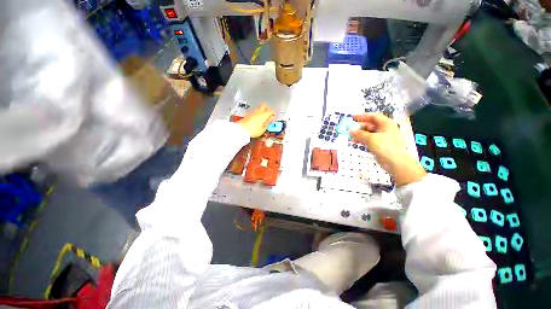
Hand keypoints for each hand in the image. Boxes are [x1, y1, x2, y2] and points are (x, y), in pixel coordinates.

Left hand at [237, 103, 275, 137]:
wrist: (241, 130)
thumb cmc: (253, 131)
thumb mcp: (262, 129)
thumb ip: (267, 123)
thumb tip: (270, 120)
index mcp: (263, 115)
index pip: (271, 111)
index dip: (274, 114)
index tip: (274, 117)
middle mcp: (258, 111)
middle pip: (264, 105)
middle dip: (267, 109)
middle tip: (269, 114)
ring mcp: (252, 111)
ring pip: (259, 107)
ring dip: (262, 110)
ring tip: (263, 118)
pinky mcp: (248, 113)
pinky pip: (254, 110)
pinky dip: (257, 113)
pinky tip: (257, 119)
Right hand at [349, 113, 425, 186]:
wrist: (395, 163)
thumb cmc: (385, 147)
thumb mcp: (370, 138)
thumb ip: (359, 133)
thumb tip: (350, 130)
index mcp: (386, 124)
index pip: (373, 116)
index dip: (362, 116)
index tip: (352, 118)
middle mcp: (385, 129)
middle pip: (370, 125)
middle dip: (359, 127)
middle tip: (349, 130)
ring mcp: (383, 137)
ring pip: (369, 133)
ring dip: (359, 134)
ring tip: (350, 137)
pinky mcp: (380, 145)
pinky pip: (369, 139)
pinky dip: (362, 140)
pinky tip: (355, 142)